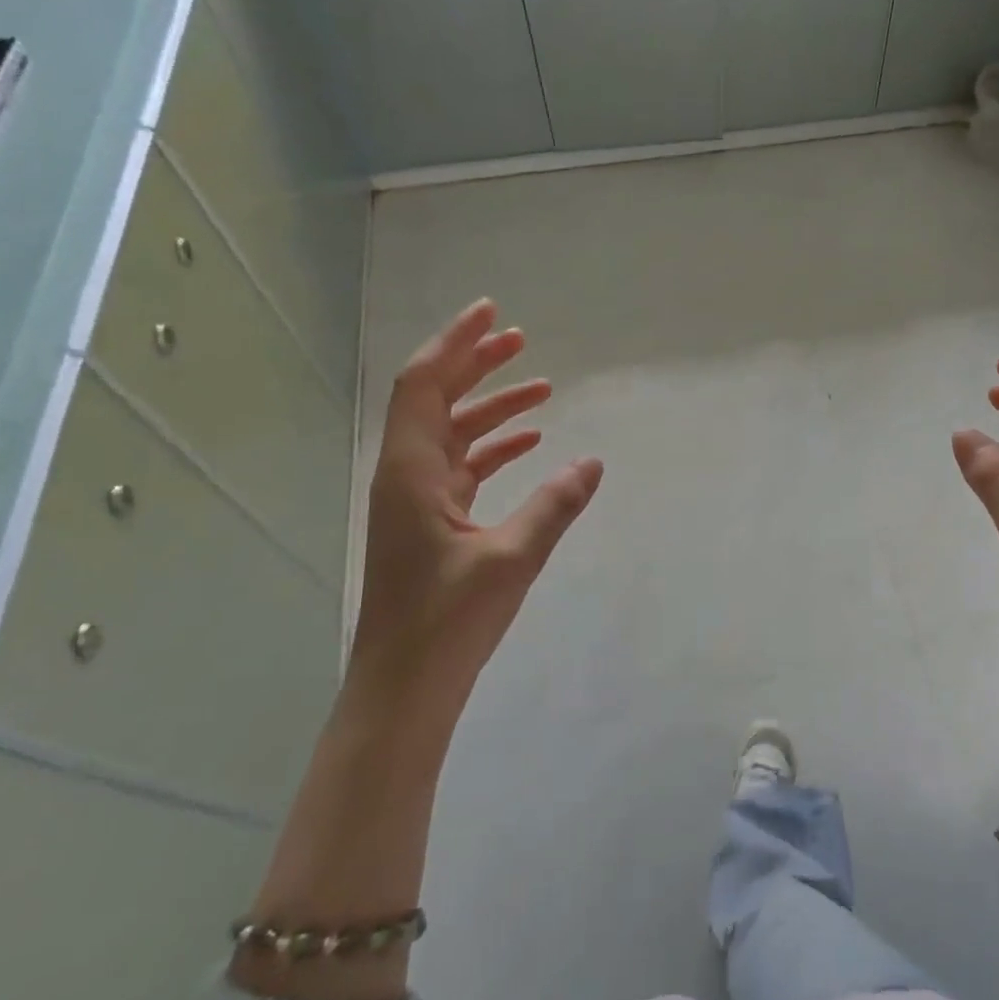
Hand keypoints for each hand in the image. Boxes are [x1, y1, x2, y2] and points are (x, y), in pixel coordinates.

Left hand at [351, 298, 602, 736]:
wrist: (405, 687)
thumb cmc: (448, 622)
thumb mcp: (511, 559)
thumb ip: (554, 505)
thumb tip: (592, 462)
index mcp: (412, 472)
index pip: (424, 385)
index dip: (454, 343)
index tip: (491, 312)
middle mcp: (408, 476)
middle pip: (437, 400)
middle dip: (476, 364)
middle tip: (520, 339)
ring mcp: (418, 501)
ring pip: (453, 434)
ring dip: (491, 406)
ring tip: (541, 388)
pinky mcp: (433, 524)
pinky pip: (463, 467)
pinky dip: (494, 448)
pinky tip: (530, 444)